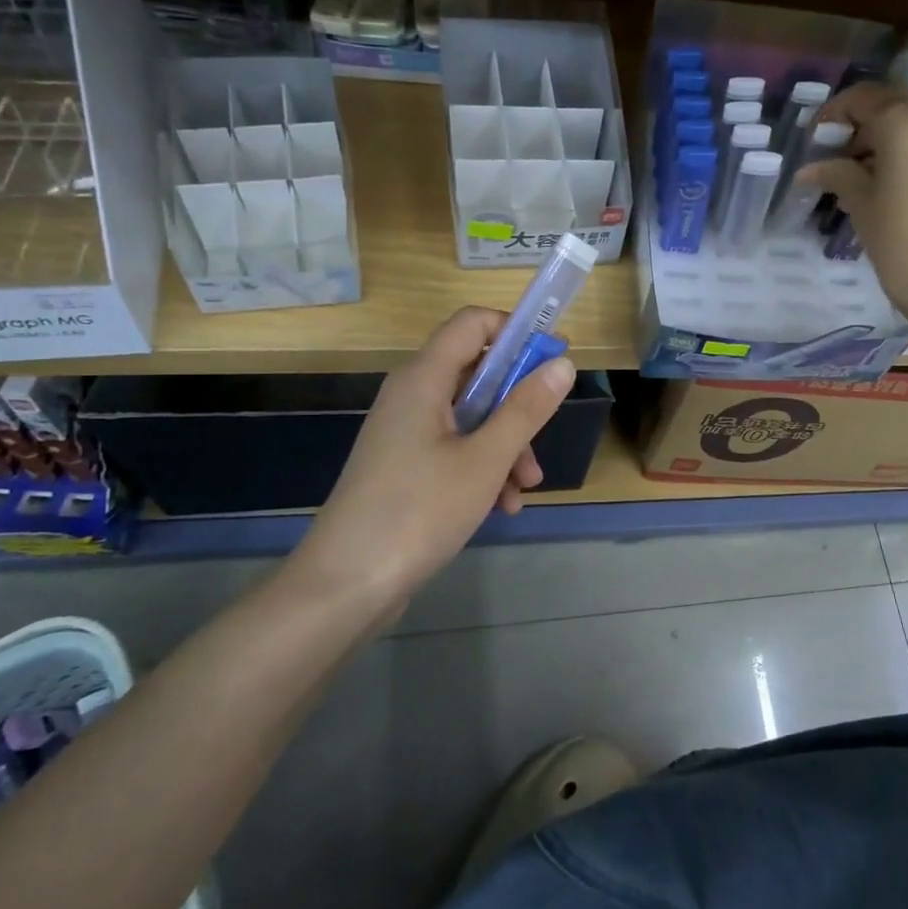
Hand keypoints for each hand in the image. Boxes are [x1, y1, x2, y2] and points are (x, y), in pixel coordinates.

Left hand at [289, 307, 573, 614]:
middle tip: (542, 439)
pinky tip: (500, 507)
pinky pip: (454, 449)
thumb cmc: (419, 511)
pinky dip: (482, 468)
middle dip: (518, 405)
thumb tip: (561, 364)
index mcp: (423, 379)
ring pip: (471, 418)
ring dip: (506, 445)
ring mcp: (405, 433)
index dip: (516, 332)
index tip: (552, 362)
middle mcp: (411, 396)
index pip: (473, 323)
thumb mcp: (486, 459)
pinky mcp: (404, 466)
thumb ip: (527, 409)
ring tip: (523, 490)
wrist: (346, 585)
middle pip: (477, 374)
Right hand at [798, 83, 907, 323]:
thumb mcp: (863, 207)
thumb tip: (811, 168)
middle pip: (891, 112)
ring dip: (884, 149)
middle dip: (858, 134)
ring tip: (861, 186)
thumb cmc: (905, 245)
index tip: (813, 144)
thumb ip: (837, 176)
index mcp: (907, 122)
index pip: (861, 99)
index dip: (832, 117)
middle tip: (833, 169)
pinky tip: (894, 194)